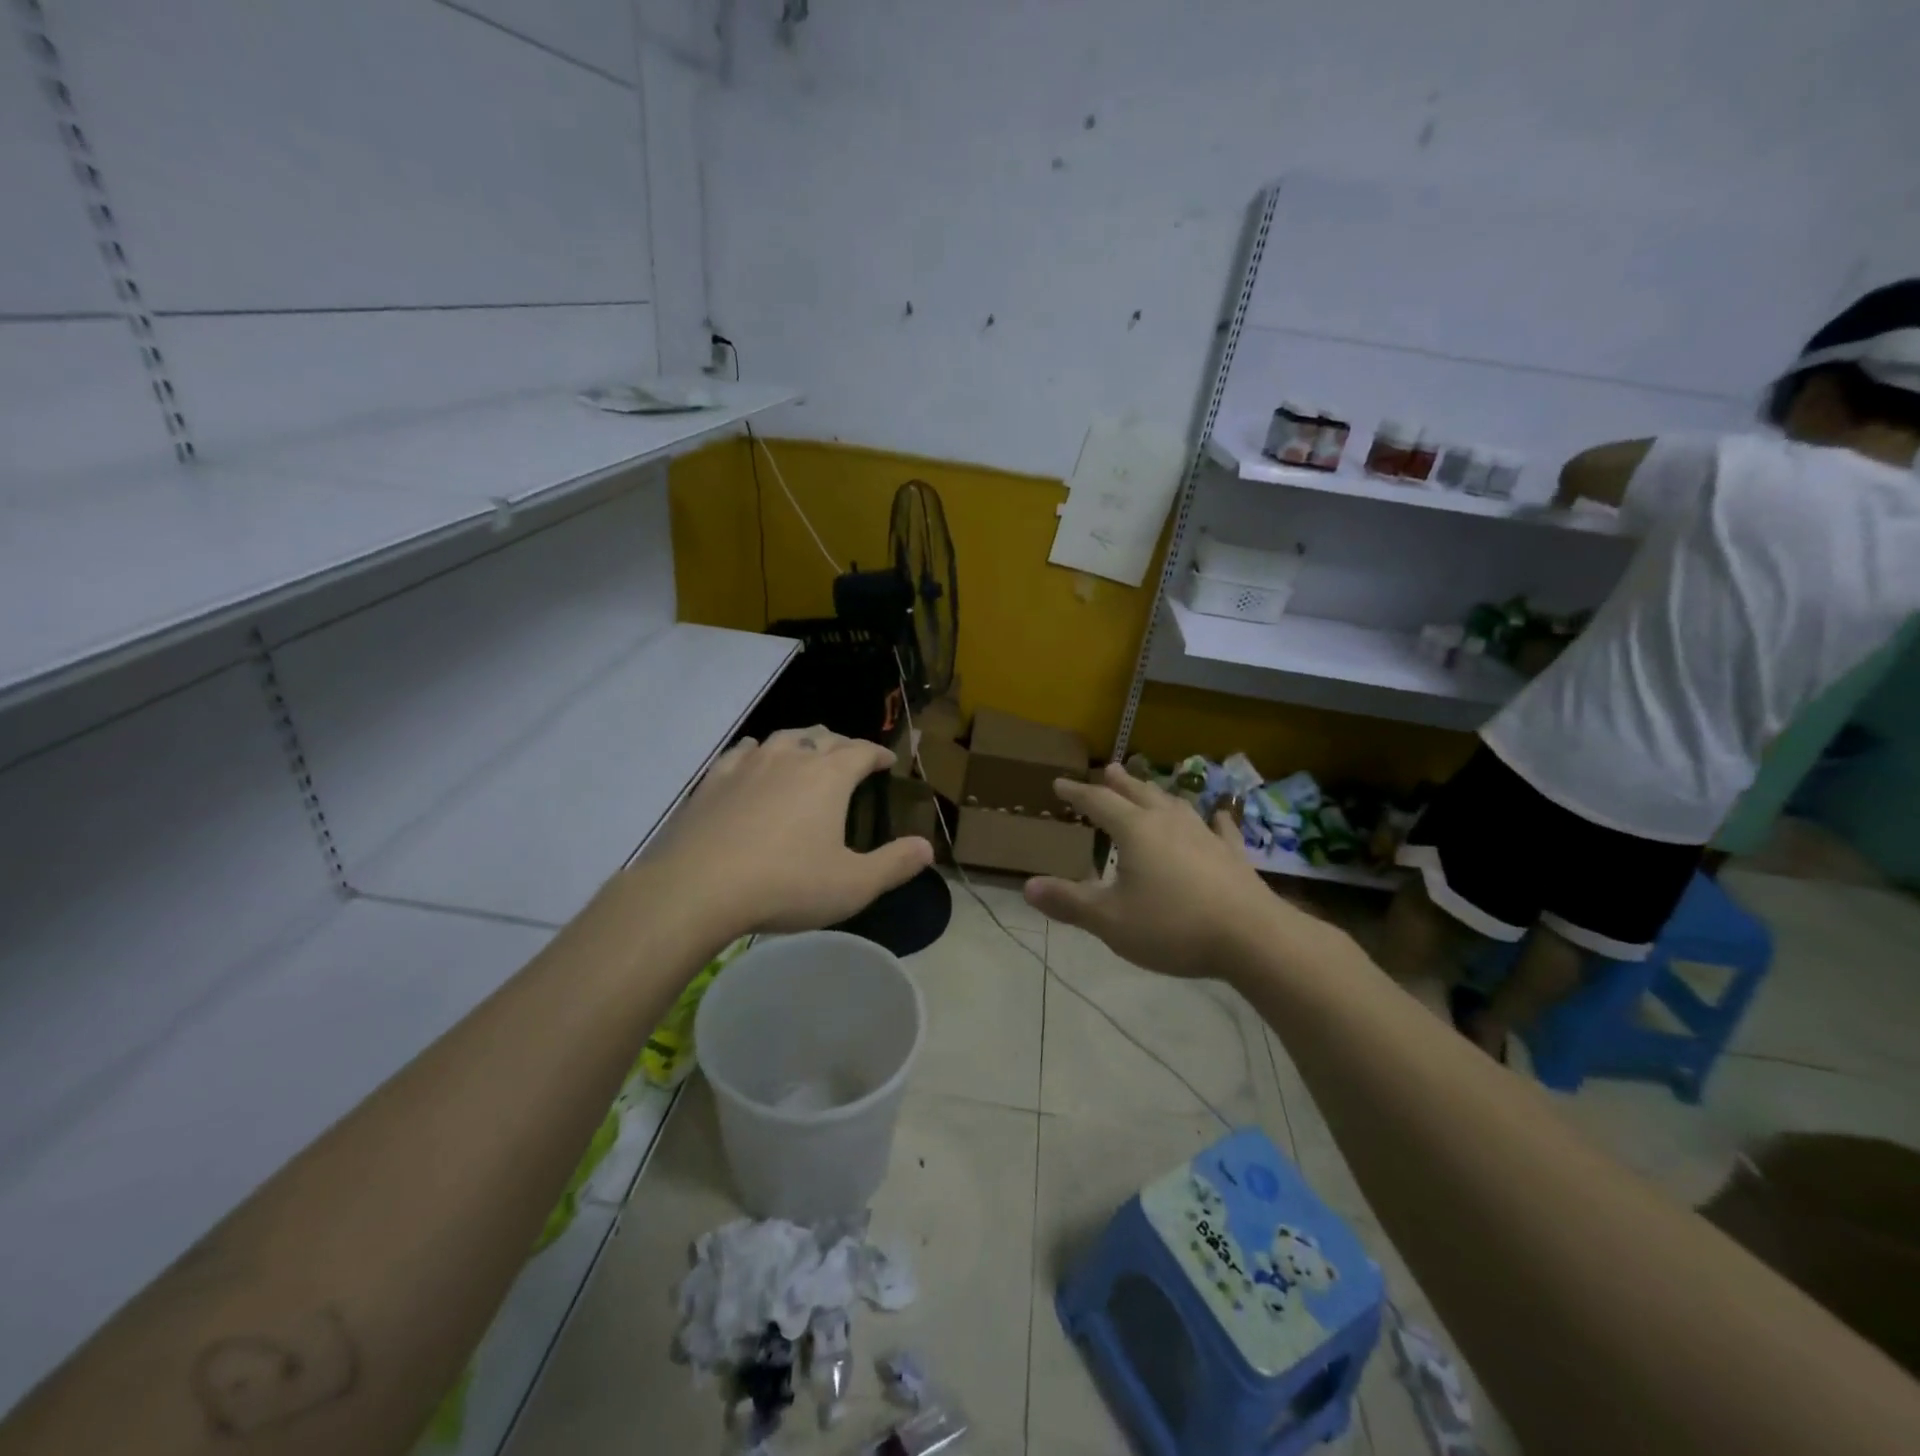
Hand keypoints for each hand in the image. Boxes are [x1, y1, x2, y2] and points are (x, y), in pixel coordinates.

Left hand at [646, 726, 933, 934]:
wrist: (697, 888)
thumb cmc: (785, 885)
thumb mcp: (853, 885)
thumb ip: (894, 864)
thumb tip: (927, 848)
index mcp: (828, 776)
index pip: (861, 751)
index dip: (878, 754)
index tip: (887, 760)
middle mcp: (791, 757)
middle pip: (823, 736)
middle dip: (842, 744)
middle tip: (850, 756)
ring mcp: (748, 764)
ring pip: (782, 737)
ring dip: (802, 740)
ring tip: (807, 751)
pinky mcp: (713, 779)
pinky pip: (743, 752)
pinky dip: (758, 751)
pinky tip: (755, 759)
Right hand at [1023, 763, 1306, 980]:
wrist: (1251, 937)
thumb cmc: (1172, 926)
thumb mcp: (1110, 920)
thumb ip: (1069, 902)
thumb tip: (1027, 886)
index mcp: (1135, 831)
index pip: (1098, 802)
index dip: (1077, 792)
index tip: (1059, 783)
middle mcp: (1168, 822)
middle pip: (1138, 793)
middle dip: (1118, 782)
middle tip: (1106, 769)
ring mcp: (1204, 835)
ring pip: (1175, 804)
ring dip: (1157, 793)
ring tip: (1149, 787)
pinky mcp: (1232, 855)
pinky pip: (1220, 829)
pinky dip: (1215, 819)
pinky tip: (1219, 814)